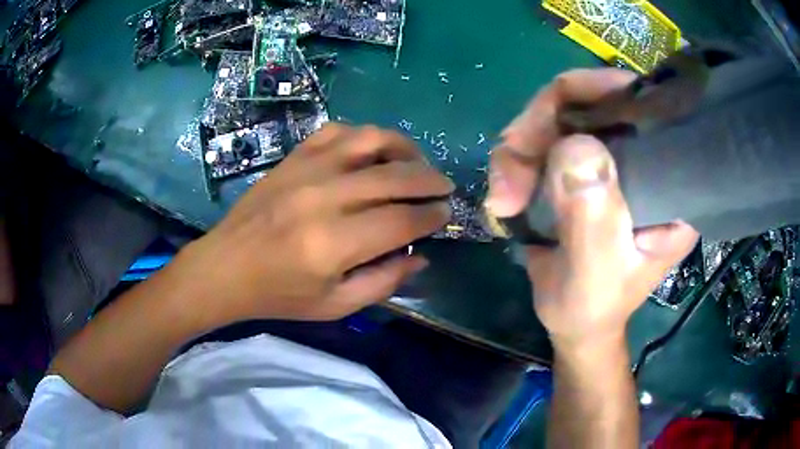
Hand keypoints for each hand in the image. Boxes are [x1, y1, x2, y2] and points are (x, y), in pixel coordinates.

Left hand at [178, 124, 452, 321]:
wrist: (225, 267)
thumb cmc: (279, 294)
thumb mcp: (334, 306)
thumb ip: (383, 283)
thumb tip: (420, 256)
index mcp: (333, 243)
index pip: (401, 221)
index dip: (431, 216)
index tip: (445, 214)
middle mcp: (324, 197)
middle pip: (395, 176)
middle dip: (430, 180)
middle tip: (444, 187)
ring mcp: (307, 169)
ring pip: (370, 140)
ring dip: (403, 148)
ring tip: (416, 162)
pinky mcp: (293, 157)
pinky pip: (337, 132)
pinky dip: (363, 136)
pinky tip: (372, 151)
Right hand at [485, 69, 698, 345]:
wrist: (575, 322)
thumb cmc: (593, 306)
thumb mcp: (595, 272)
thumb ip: (593, 215)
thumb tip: (575, 145)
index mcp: (671, 184)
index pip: (644, 108)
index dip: (596, 94)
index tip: (550, 121)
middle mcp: (647, 160)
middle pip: (593, 102)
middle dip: (541, 126)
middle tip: (508, 164)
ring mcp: (613, 159)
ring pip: (560, 117)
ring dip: (521, 150)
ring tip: (503, 195)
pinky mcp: (585, 167)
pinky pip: (545, 139)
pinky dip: (517, 161)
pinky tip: (505, 194)